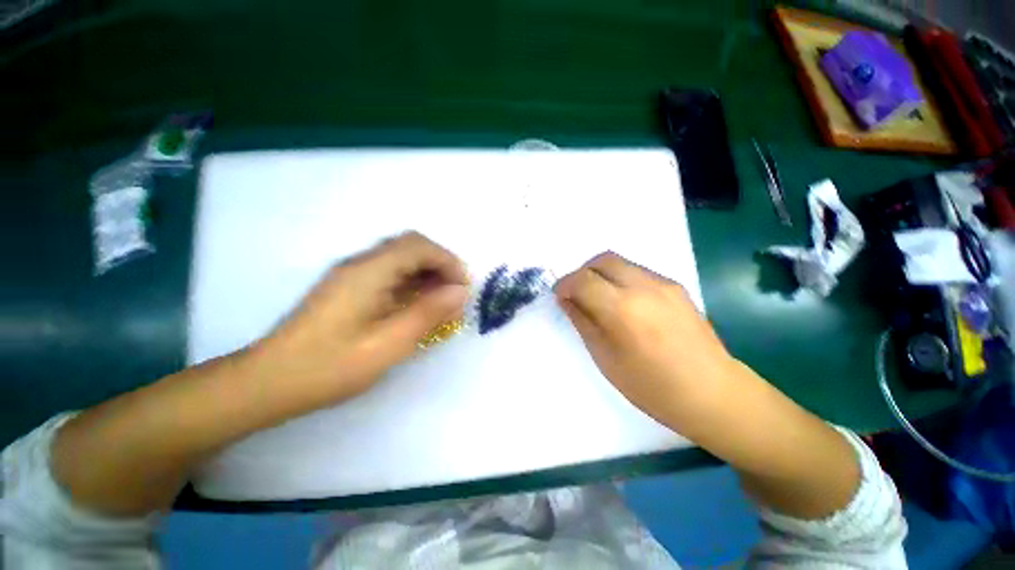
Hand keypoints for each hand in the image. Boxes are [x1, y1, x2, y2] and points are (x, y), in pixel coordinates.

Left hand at [254, 232, 468, 410]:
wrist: (269, 382)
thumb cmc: (330, 366)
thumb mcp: (388, 344)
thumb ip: (427, 313)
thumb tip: (461, 292)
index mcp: (368, 272)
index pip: (418, 246)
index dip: (448, 261)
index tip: (464, 287)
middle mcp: (360, 264)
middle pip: (410, 246)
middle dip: (440, 265)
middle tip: (455, 293)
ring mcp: (352, 274)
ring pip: (401, 258)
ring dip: (427, 273)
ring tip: (442, 301)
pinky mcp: (349, 287)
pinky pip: (390, 273)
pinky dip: (412, 283)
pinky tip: (417, 306)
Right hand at [554, 252, 735, 429]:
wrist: (713, 393)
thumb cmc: (652, 386)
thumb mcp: (605, 358)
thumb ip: (583, 322)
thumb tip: (566, 300)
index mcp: (622, 309)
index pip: (583, 279)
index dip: (565, 284)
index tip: (559, 296)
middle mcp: (643, 286)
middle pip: (603, 260)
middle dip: (583, 272)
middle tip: (577, 294)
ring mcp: (664, 284)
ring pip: (621, 263)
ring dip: (602, 274)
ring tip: (600, 299)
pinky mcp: (676, 287)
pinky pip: (638, 272)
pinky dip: (621, 279)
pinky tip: (625, 304)